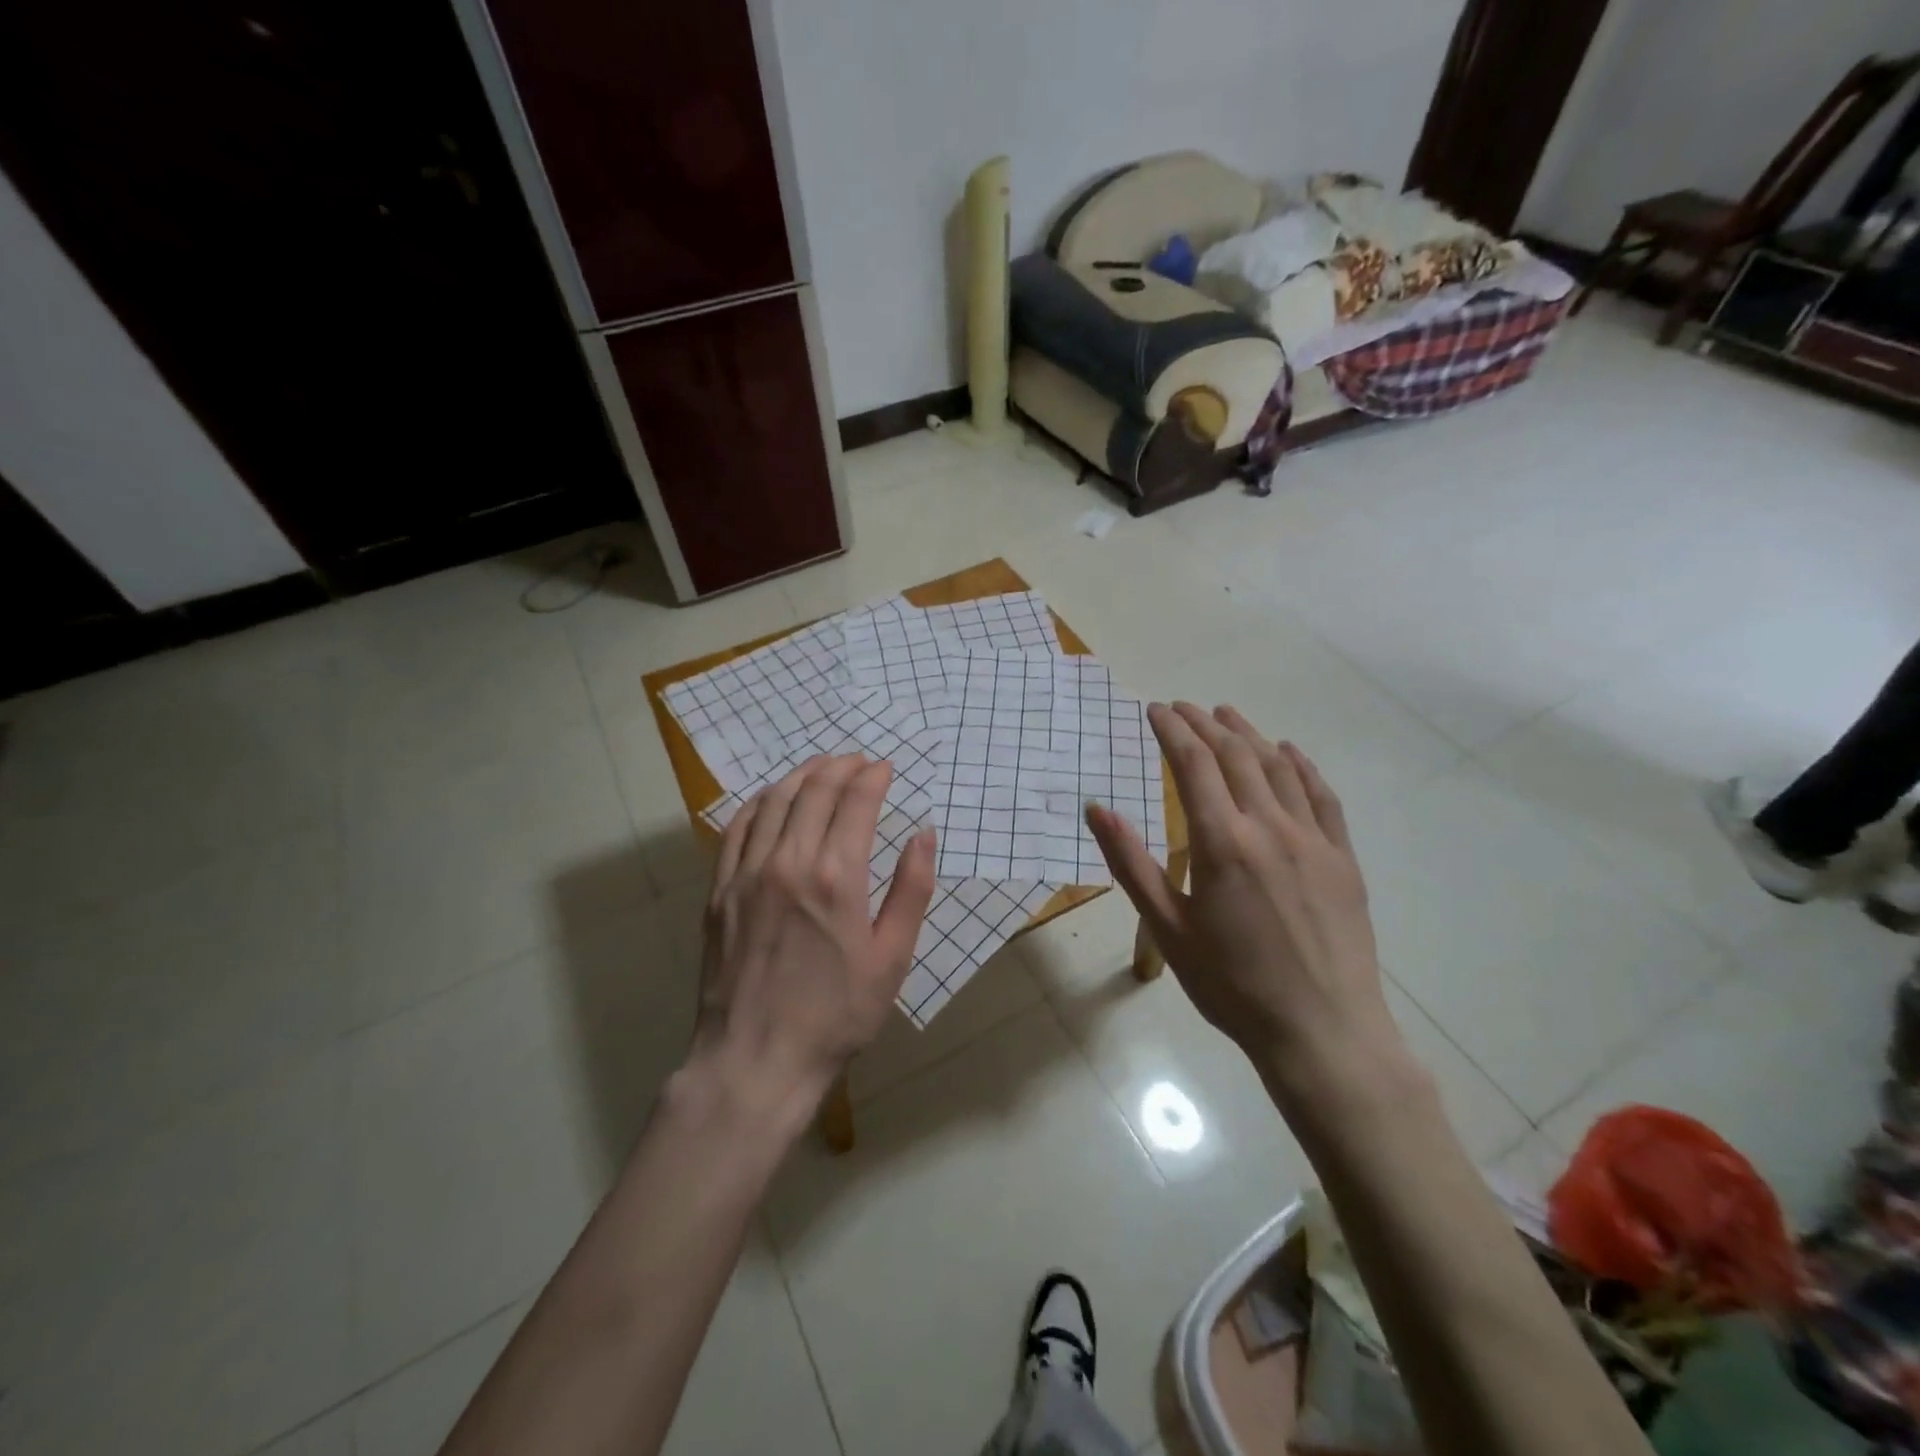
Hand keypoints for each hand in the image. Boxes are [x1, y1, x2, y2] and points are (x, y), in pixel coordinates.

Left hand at [690, 755, 936, 1126]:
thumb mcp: (892, 958)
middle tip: (858, 761)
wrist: (757, 1059)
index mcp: (838, 877)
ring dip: (801, 775)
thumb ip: (912, 890)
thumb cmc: (837, 1014)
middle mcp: (789, 861)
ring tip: (821, 767)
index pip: (856, 802)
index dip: (874, 777)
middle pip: (815, 790)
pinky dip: (760, 802)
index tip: (885, 767)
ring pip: (775, 800)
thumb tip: (923, 835)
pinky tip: (772, 798)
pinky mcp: (720, 890)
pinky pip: (737, 828)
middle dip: (841, 766)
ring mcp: (747, 873)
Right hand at [1086, 703, 1407, 1105]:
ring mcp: (1313, 840)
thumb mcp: (1167, 927)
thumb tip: (1097, 809)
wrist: (1322, 1031)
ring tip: (1226, 715)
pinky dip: (1301, 766)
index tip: (1155, 709)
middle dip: (1205, 724)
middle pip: (1235, 756)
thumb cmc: (1232, 984)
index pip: (1193, 765)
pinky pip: (1323, 797)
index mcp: (1223, 843)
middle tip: (1182, 707)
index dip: (1172, 730)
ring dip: (1249, 735)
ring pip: (1279, 768)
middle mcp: (1270, 827)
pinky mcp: (1342, 859)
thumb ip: (1131, 863)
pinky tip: (1289, 753)